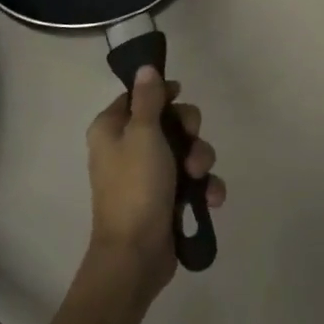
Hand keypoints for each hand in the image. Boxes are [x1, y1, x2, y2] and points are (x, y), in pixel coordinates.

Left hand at [85, 69, 224, 297]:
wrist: (135, 256)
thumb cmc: (136, 187)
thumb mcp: (144, 134)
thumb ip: (149, 99)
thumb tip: (145, 67)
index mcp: (112, 129)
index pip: (140, 96)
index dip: (164, 95)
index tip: (179, 97)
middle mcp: (127, 148)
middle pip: (169, 121)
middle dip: (189, 132)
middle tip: (190, 145)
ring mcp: (148, 175)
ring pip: (185, 150)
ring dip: (200, 160)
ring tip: (199, 178)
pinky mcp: (166, 200)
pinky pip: (192, 181)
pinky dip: (204, 187)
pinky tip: (212, 199)